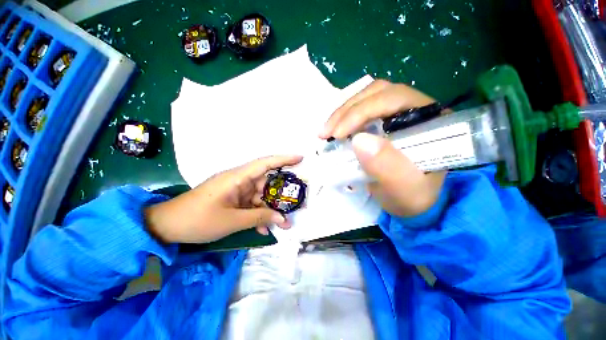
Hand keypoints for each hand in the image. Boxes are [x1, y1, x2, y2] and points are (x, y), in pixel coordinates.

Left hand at [145, 155, 302, 243]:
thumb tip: (282, 219)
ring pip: (261, 196)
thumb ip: (259, 218)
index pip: (265, 163)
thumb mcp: (232, 221)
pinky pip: (251, 205)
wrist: (168, 226)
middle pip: (267, 182)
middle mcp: (240, 181)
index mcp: (237, 178)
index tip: (300, 158)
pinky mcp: (233, 200)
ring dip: (271, 209)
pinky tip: (264, 229)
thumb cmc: (198, 220)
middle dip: (282, 194)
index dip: (284, 159)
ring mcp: (237, 191)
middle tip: (298, 201)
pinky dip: (258, 215)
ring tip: (284, 223)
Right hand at [321, 80, 445, 216]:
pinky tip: (335, 130)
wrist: (412, 201)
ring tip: (326, 132)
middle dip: (347, 111)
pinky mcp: (384, 121)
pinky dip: (345, 118)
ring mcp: (398, 113)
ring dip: (343, 113)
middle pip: (378, 93)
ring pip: (367, 98)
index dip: (361, 112)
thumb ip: (387, 166)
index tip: (337, 134)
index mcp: (431, 120)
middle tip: (326, 133)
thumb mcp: (404, 188)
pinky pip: (362, 110)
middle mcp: (416, 109)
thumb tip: (359, 140)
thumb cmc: (412, 196)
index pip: (393, 99)